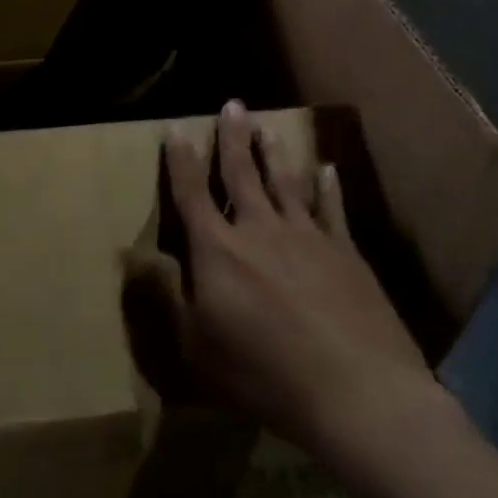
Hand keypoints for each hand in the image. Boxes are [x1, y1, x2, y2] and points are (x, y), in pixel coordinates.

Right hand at [129, 100, 441, 453]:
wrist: (356, 392)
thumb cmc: (265, 376)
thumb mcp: (197, 348)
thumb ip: (169, 299)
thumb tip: (141, 259)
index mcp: (218, 251)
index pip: (192, 194)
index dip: (181, 161)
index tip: (176, 129)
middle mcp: (260, 230)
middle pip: (241, 174)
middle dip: (233, 139)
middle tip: (233, 105)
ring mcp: (307, 237)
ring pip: (285, 182)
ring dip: (273, 153)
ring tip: (267, 126)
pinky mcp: (345, 252)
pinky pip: (332, 209)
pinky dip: (327, 187)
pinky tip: (327, 168)